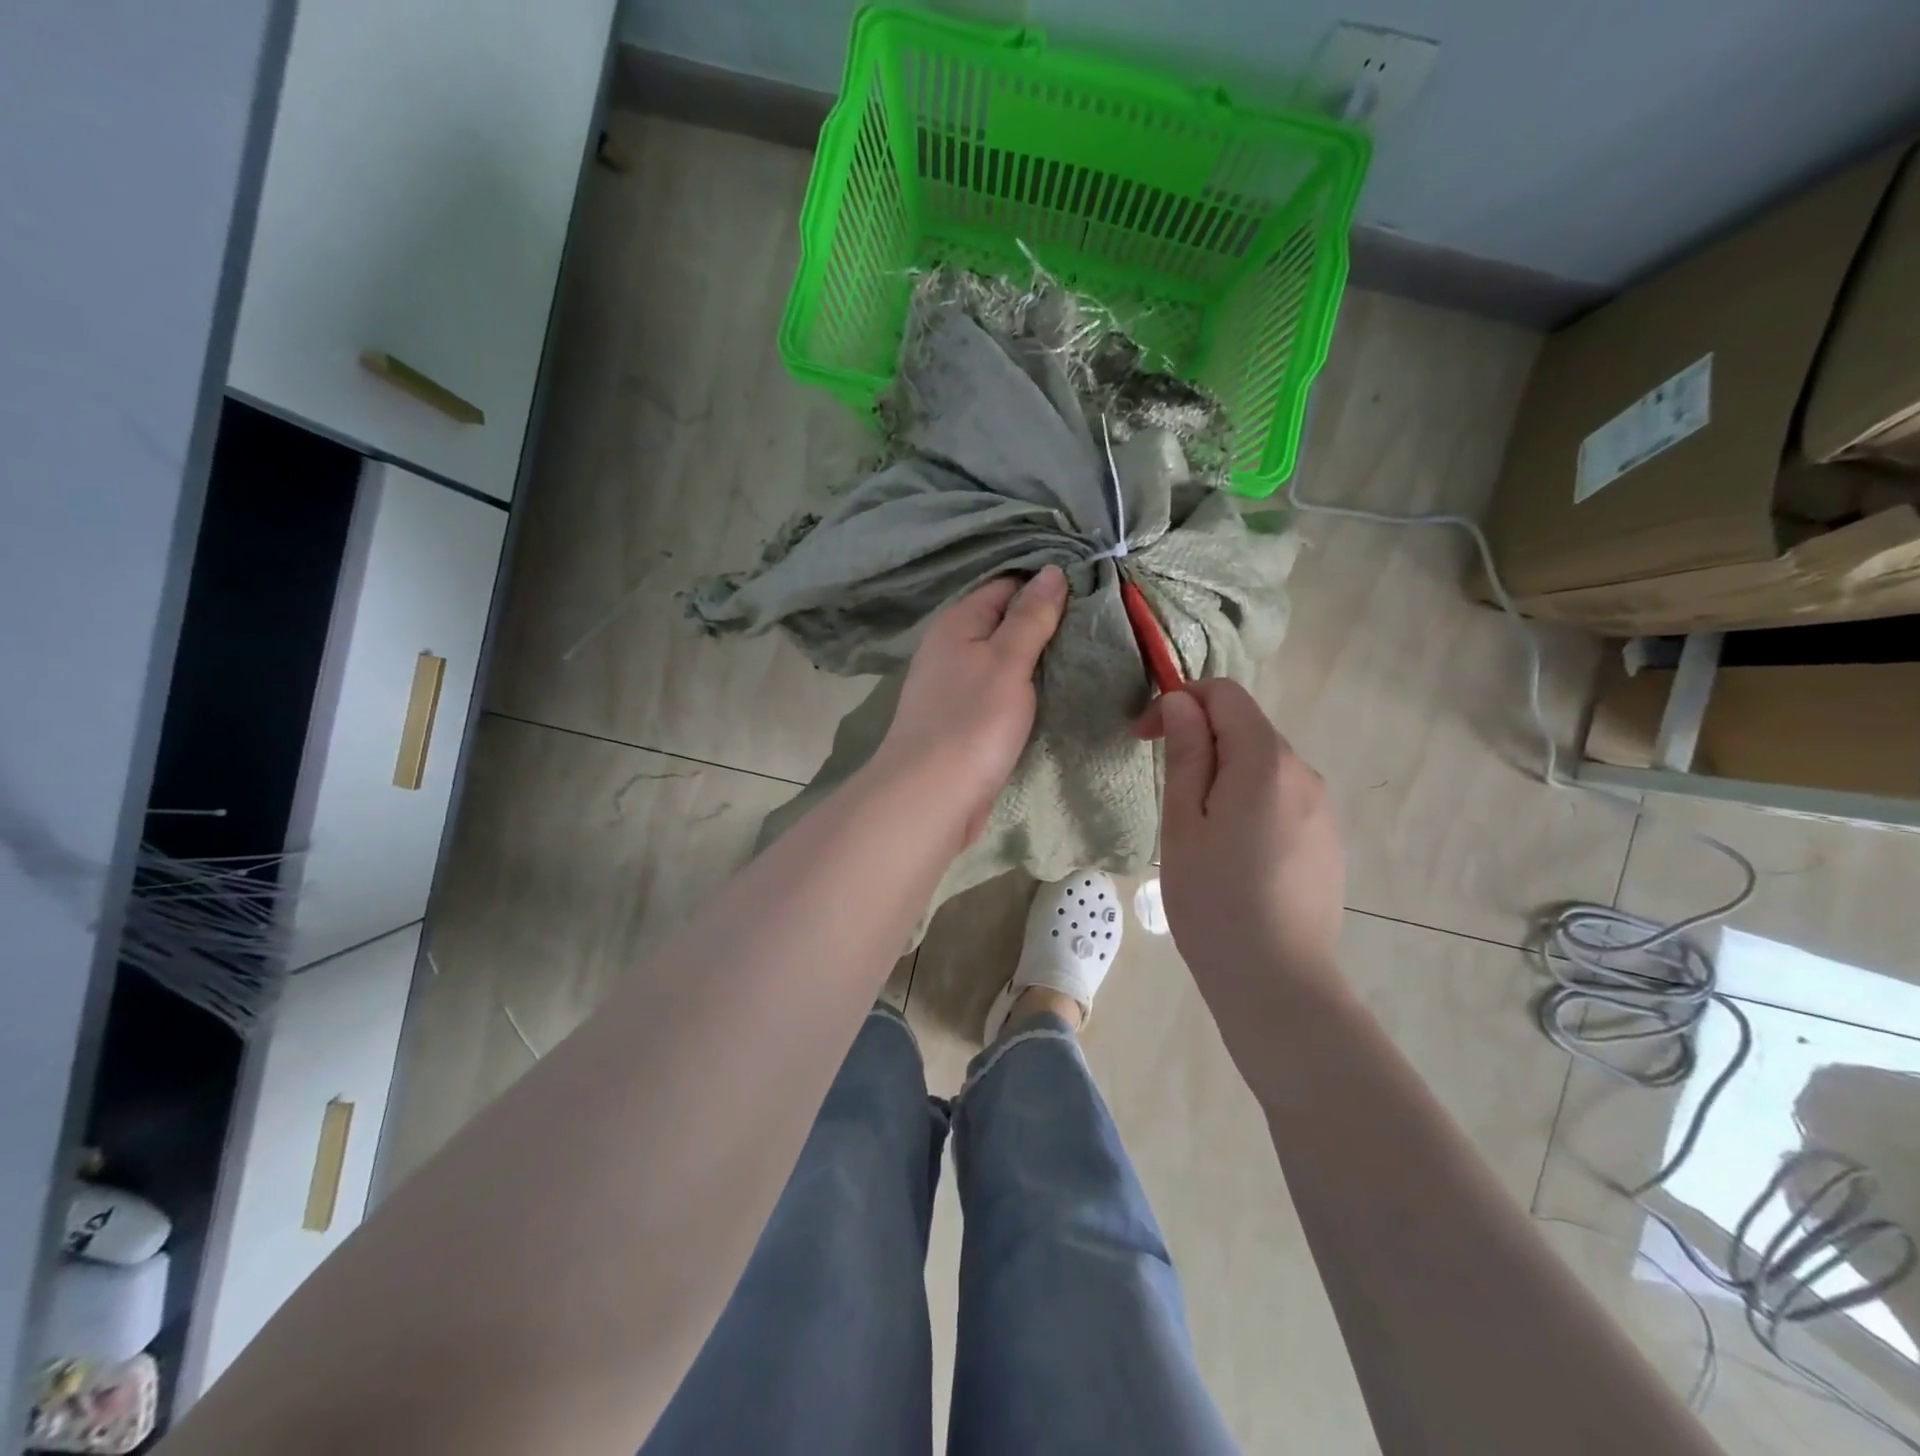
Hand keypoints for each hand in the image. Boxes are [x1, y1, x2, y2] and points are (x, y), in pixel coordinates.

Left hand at [872, 566, 1068, 838]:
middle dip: (1046, 623)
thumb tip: (1052, 571)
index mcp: (958, 622)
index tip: (1091, 589)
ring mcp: (956, 685)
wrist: (932, 796)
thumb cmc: (971, 722)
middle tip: (1099, 623)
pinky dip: (1026, 688)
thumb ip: (1031, 617)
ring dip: (1038, 658)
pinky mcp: (964, 719)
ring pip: (1005, 659)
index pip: (1006, 585)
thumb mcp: (1007, 661)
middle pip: (1005, 622)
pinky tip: (1056, 691)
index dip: (1046, 585)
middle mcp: (952, 647)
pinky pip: (1001, 690)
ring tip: (1087, 653)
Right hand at [1136, 680, 1345, 1003]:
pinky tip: (1234, 853)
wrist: (1278, 981)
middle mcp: (1304, 773)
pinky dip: (1250, 801)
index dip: (1180, 702)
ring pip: (1265, 765)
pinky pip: (1283, 799)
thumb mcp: (1184, 822)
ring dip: (1225, 773)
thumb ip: (1187, 754)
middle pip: (1247, 728)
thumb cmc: (1214, 900)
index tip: (1146, 738)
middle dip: (1201, 739)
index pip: (1225, 695)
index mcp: (1265, 761)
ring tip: (1196, 828)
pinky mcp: (1327, 840)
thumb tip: (1182, 703)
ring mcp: (1322, 809)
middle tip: (1165, 788)